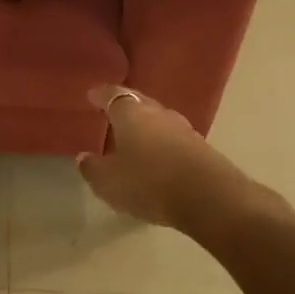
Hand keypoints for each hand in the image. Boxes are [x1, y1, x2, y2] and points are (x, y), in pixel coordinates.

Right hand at [76, 85, 290, 231]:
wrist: (210, 198)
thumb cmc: (149, 183)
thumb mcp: (108, 182)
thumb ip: (93, 168)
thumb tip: (84, 157)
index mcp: (131, 114)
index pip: (113, 95)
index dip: (101, 95)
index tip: (92, 95)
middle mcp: (158, 114)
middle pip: (139, 103)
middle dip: (125, 106)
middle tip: (112, 112)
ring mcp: (184, 130)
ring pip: (159, 121)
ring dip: (146, 126)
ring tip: (134, 137)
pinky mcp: (202, 149)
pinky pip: (174, 140)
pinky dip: (163, 144)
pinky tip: (158, 157)